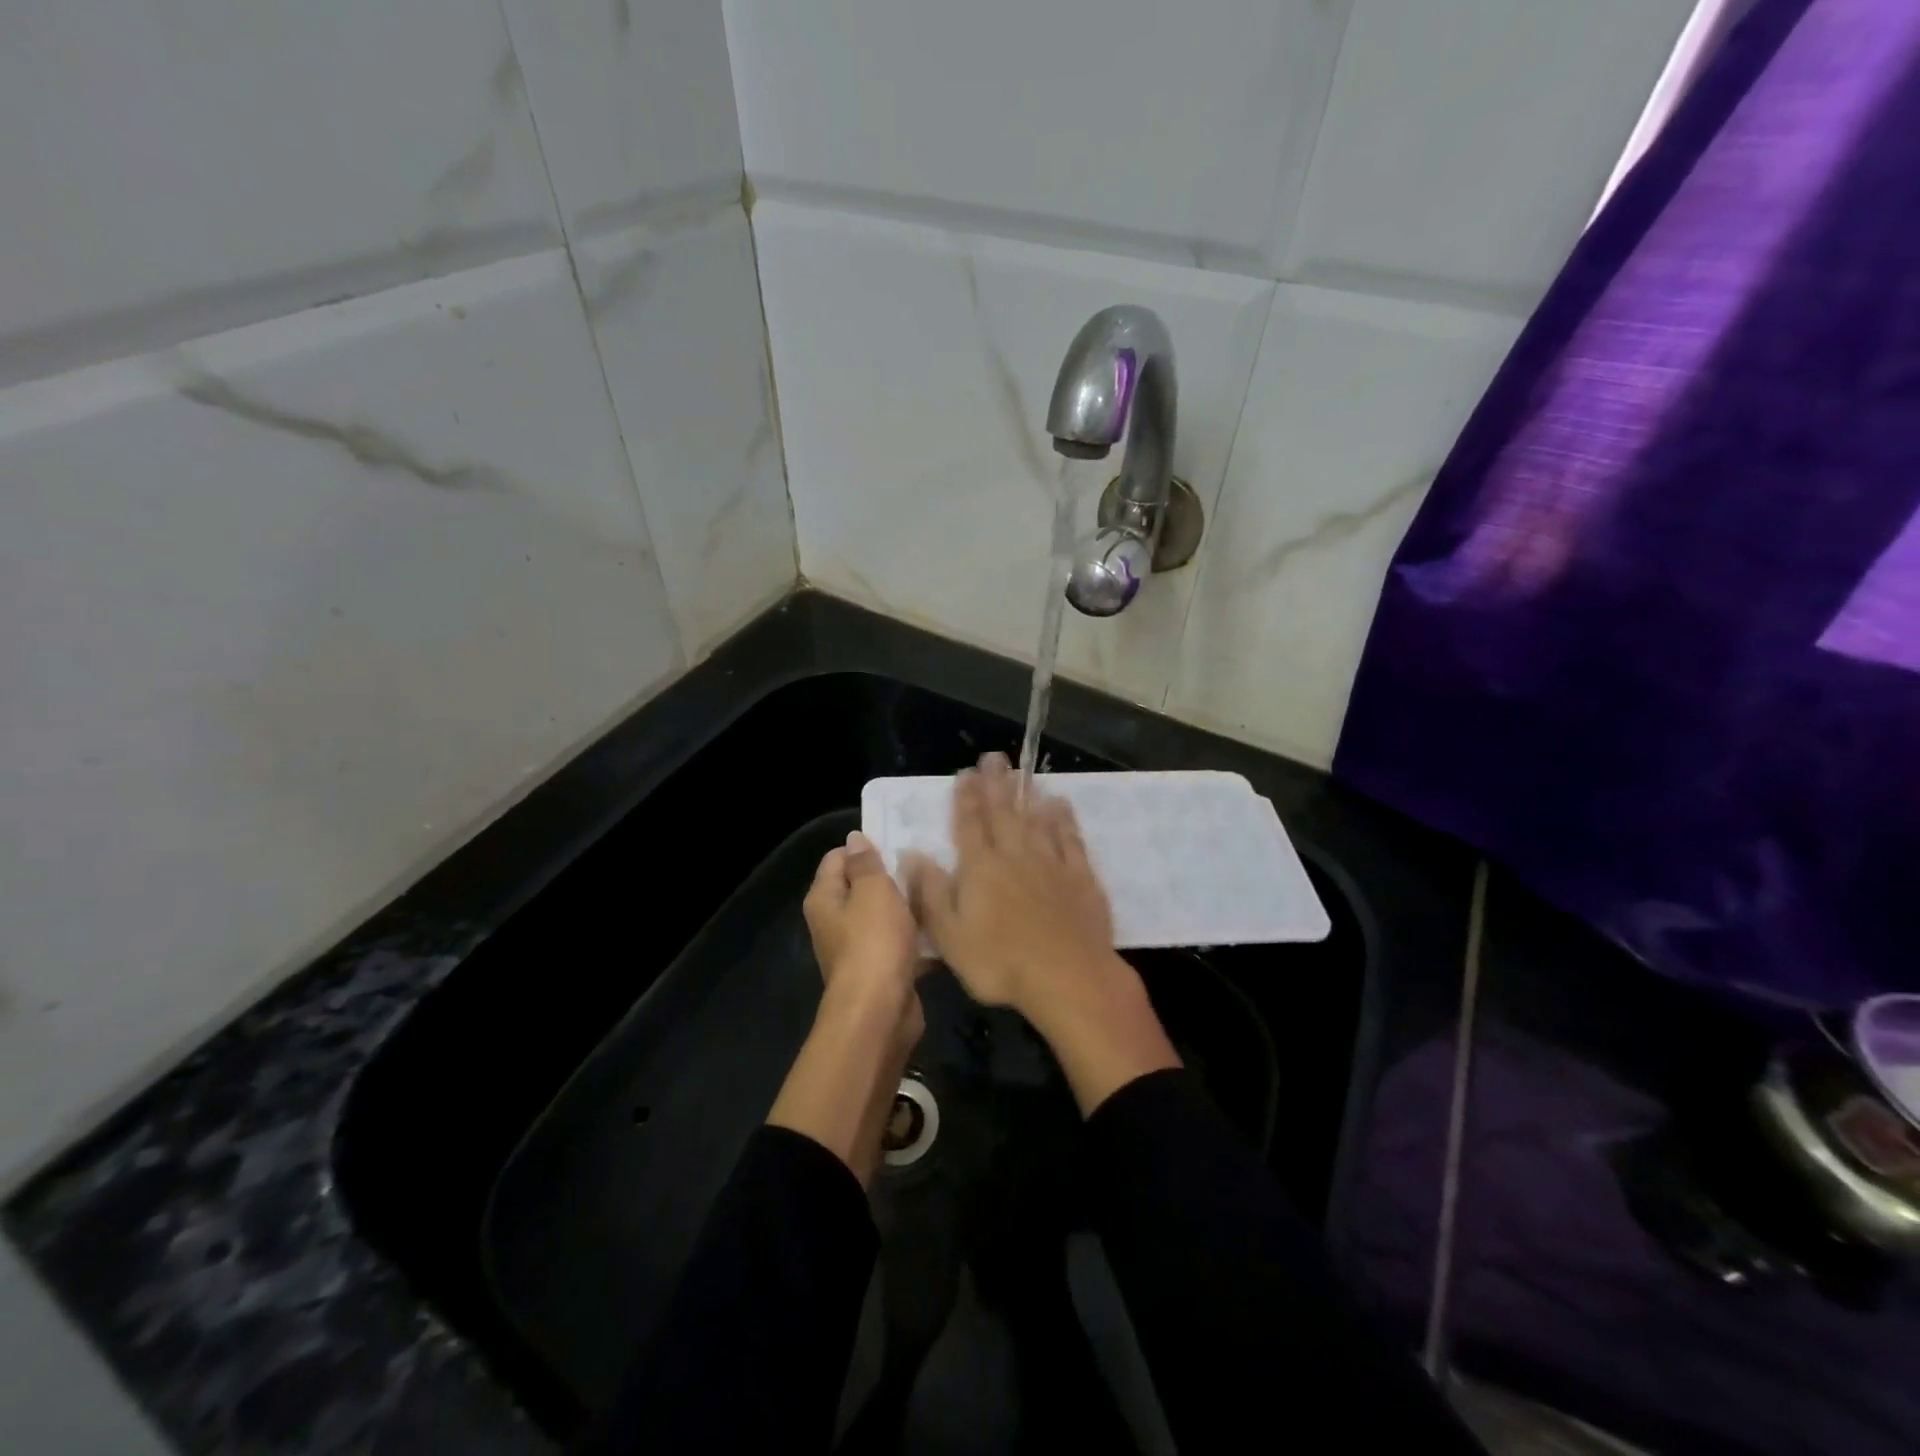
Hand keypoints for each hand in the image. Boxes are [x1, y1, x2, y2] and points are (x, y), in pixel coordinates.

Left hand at [803, 830, 923, 1043]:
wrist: (880, 1013)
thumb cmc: (873, 943)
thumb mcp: (873, 892)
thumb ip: (865, 863)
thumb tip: (854, 838)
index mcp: (824, 899)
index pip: (837, 858)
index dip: (866, 848)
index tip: (899, 842)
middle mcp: (834, 922)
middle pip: (861, 887)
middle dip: (891, 876)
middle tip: (924, 864)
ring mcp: (856, 948)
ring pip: (883, 916)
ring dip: (907, 907)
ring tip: (937, 891)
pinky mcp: (880, 970)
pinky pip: (898, 943)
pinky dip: (915, 937)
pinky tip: (940, 926)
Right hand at [902, 753, 1114, 1018]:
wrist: (1067, 978)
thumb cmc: (1000, 962)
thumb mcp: (949, 935)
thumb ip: (930, 892)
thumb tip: (911, 853)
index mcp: (980, 868)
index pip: (969, 824)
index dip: (965, 798)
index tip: (964, 773)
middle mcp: (1014, 855)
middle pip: (1003, 812)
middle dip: (995, 784)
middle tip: (993, 757)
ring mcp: (1051, 863)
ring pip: (1036, 819)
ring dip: (1027, 794)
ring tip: (1022, 773)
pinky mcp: (1080, 876)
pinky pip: (1070, 838)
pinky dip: (1063, 819)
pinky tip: (1060, 805)